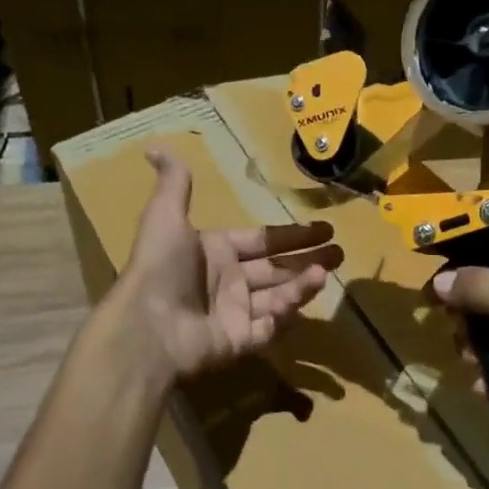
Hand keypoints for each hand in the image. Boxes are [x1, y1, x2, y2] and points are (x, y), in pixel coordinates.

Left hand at [120, 148, 342, 379]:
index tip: (324, 229)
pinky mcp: (240, 341)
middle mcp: (228, 281)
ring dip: (302, 284)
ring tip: (326, 273)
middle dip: (309, 260)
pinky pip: (269, 328)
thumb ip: (175, 184)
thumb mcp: (165, 216)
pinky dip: (286, 316)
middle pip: (277, 268)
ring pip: (278, 296)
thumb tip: (156, 147)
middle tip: (340, 254)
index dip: (293, 235)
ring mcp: (235, 313)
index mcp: (216, 252)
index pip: (263, 240)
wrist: (149, 326)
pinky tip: (302, 302)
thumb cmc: (161, 267)